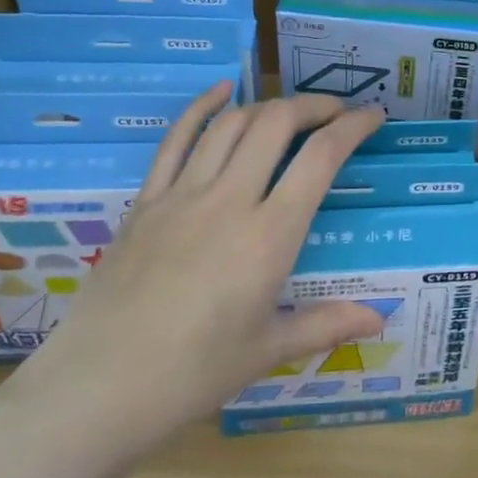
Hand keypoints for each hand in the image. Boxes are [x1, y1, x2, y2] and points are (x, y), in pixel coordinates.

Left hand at [0, 84, 384, 462]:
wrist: (99, 387)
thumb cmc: (193, 374)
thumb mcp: (268, 351)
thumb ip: (327, 324)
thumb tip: (379, 319)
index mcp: (269, 236)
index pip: (320, 158)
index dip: (352, 127)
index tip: (372, 117)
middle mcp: (229, 200)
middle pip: (275, 124)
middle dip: (313, 107)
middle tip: (335, 113)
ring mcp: (182, 195)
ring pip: (230, 124)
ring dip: (266, 106)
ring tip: (288, 113)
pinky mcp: (146, 201)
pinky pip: (175, 139)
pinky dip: (202, 108)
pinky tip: (221, 90)